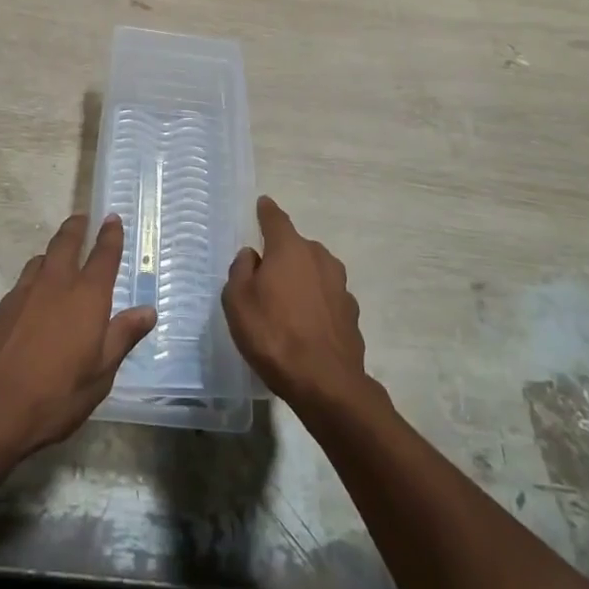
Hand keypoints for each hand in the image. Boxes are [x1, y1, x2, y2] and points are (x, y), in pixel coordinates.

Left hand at [0, 213, 155, 462]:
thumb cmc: (54, 396)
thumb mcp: (100, 375)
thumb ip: (122, 337)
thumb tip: (147, 310)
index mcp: (86, 297)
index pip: (103, 256)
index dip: (110, 235)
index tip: (112, 218)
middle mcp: (54, 285)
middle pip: (65, 243)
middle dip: (76, 228)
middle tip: (81, 218)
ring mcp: (21, 295)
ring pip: (39, 261)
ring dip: (51, 254)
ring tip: (56, 258)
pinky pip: (20, 287)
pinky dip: (31, 284)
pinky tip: (30, 304)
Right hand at [223, 195, 368, 408]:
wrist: (327, 384)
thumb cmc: (274, 335)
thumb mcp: (237, 302)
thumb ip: (240, 271)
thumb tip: (252, 256)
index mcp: (290, 248)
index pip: (275, 218)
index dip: (266, 211)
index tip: (262, 204)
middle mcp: (319, 257)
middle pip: (296, 247)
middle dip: (282, 254)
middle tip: (265, 275)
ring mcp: (340, 285)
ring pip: (314, 272)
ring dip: (301, 279)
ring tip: (285, 304)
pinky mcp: (351, 313)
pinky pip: (326, 298)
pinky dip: (315, 304)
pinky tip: (305, 326)